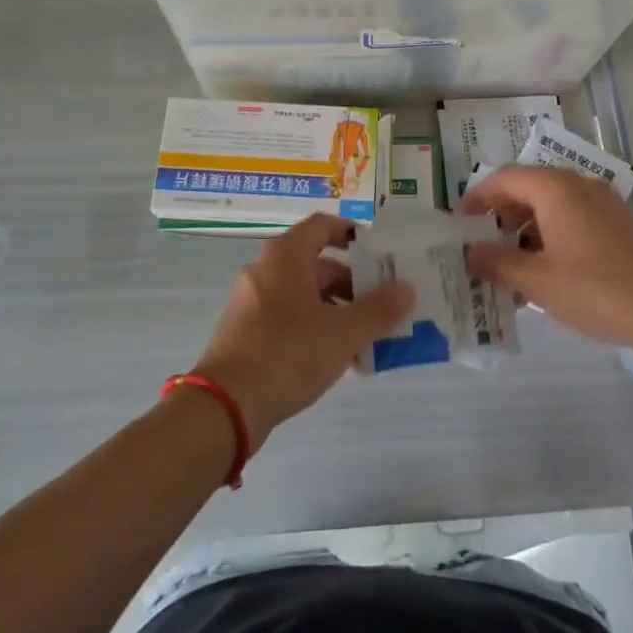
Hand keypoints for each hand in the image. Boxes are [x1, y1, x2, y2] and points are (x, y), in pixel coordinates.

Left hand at [191, 214, 413, 449]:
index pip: (323, 226)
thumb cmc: (288, 354)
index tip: (379, 253)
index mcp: (286, 256)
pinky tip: (335, 357)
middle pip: (317, 264)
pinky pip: (287, 318)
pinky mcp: (245, 332)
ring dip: (336, 310)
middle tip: (383, 306)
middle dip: (353, 284)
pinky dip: (313, 327)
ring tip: (366, 339)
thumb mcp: (343, 333)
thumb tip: (406, 288)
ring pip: (303, 295)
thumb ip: (379, 309)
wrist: (225, 406)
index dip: (352, 233)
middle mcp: (265, 270)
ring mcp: (251, 302)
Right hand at [460, 165, 632, 352]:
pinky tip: (544, 272)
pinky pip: (572, 219)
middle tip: (480, 244)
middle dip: (500, 214)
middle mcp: (579, 186)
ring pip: (551, 205)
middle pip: (528, 188)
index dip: (477, 196)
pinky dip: (549, 236)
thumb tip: (469, 252)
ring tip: (508, 265)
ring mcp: (603, 204)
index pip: (505, 178)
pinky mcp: (618, 225)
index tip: (458, 222)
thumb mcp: (537, 281)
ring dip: (524, 229)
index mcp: (556, 189)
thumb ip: (496, 262)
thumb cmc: (597, 289)